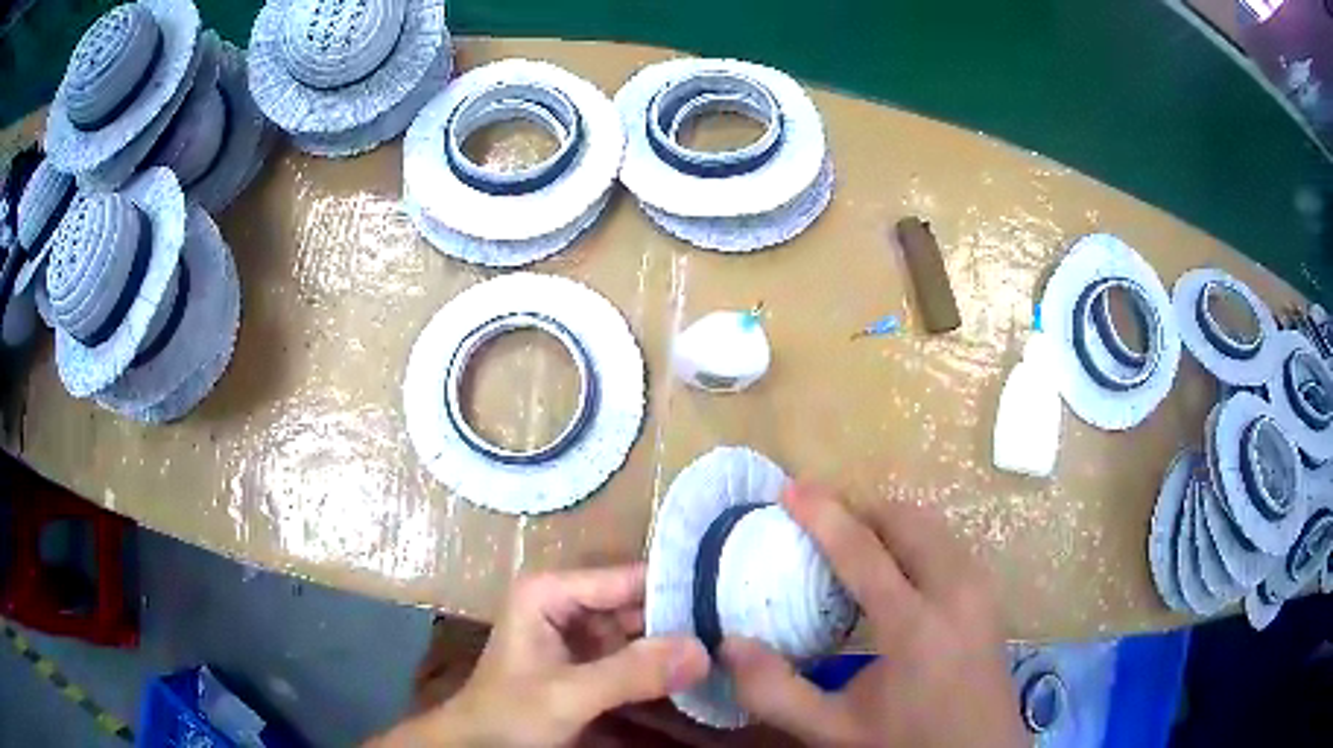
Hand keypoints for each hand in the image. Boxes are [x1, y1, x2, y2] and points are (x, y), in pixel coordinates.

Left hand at [372, 564, 709, 746]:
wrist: (480, 747)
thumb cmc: (508, 714)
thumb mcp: (566, 694)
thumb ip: (630, 673)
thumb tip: (704, 650)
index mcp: (553, 592)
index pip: (630, 579)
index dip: (680, 588)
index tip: (737, 598)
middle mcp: (571, 604)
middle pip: (641, 605)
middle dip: (687, 621)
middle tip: (747, 629)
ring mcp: (583, 635)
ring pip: (645, 633)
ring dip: (682, 647)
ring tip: (737, 649)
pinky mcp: (593, 664)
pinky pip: (639, 659)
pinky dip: (667, 669)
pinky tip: (707, 674)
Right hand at [722, 483, 1025, 747]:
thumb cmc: (906, 743)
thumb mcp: (833, 731)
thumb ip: (776, 692)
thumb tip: (730, 643)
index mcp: (916, 626)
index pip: (864, 551)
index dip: (823, 514)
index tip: (789, 488)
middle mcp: (956, 591)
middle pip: (907, 519)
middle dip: (860, 509)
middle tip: (818, 522)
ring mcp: (980, 588)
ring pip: (932, 526)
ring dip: (888, 523)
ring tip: (851, 546)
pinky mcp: (989, 594)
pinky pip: (948, 544)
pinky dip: (913, 540)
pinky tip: (893, 573)